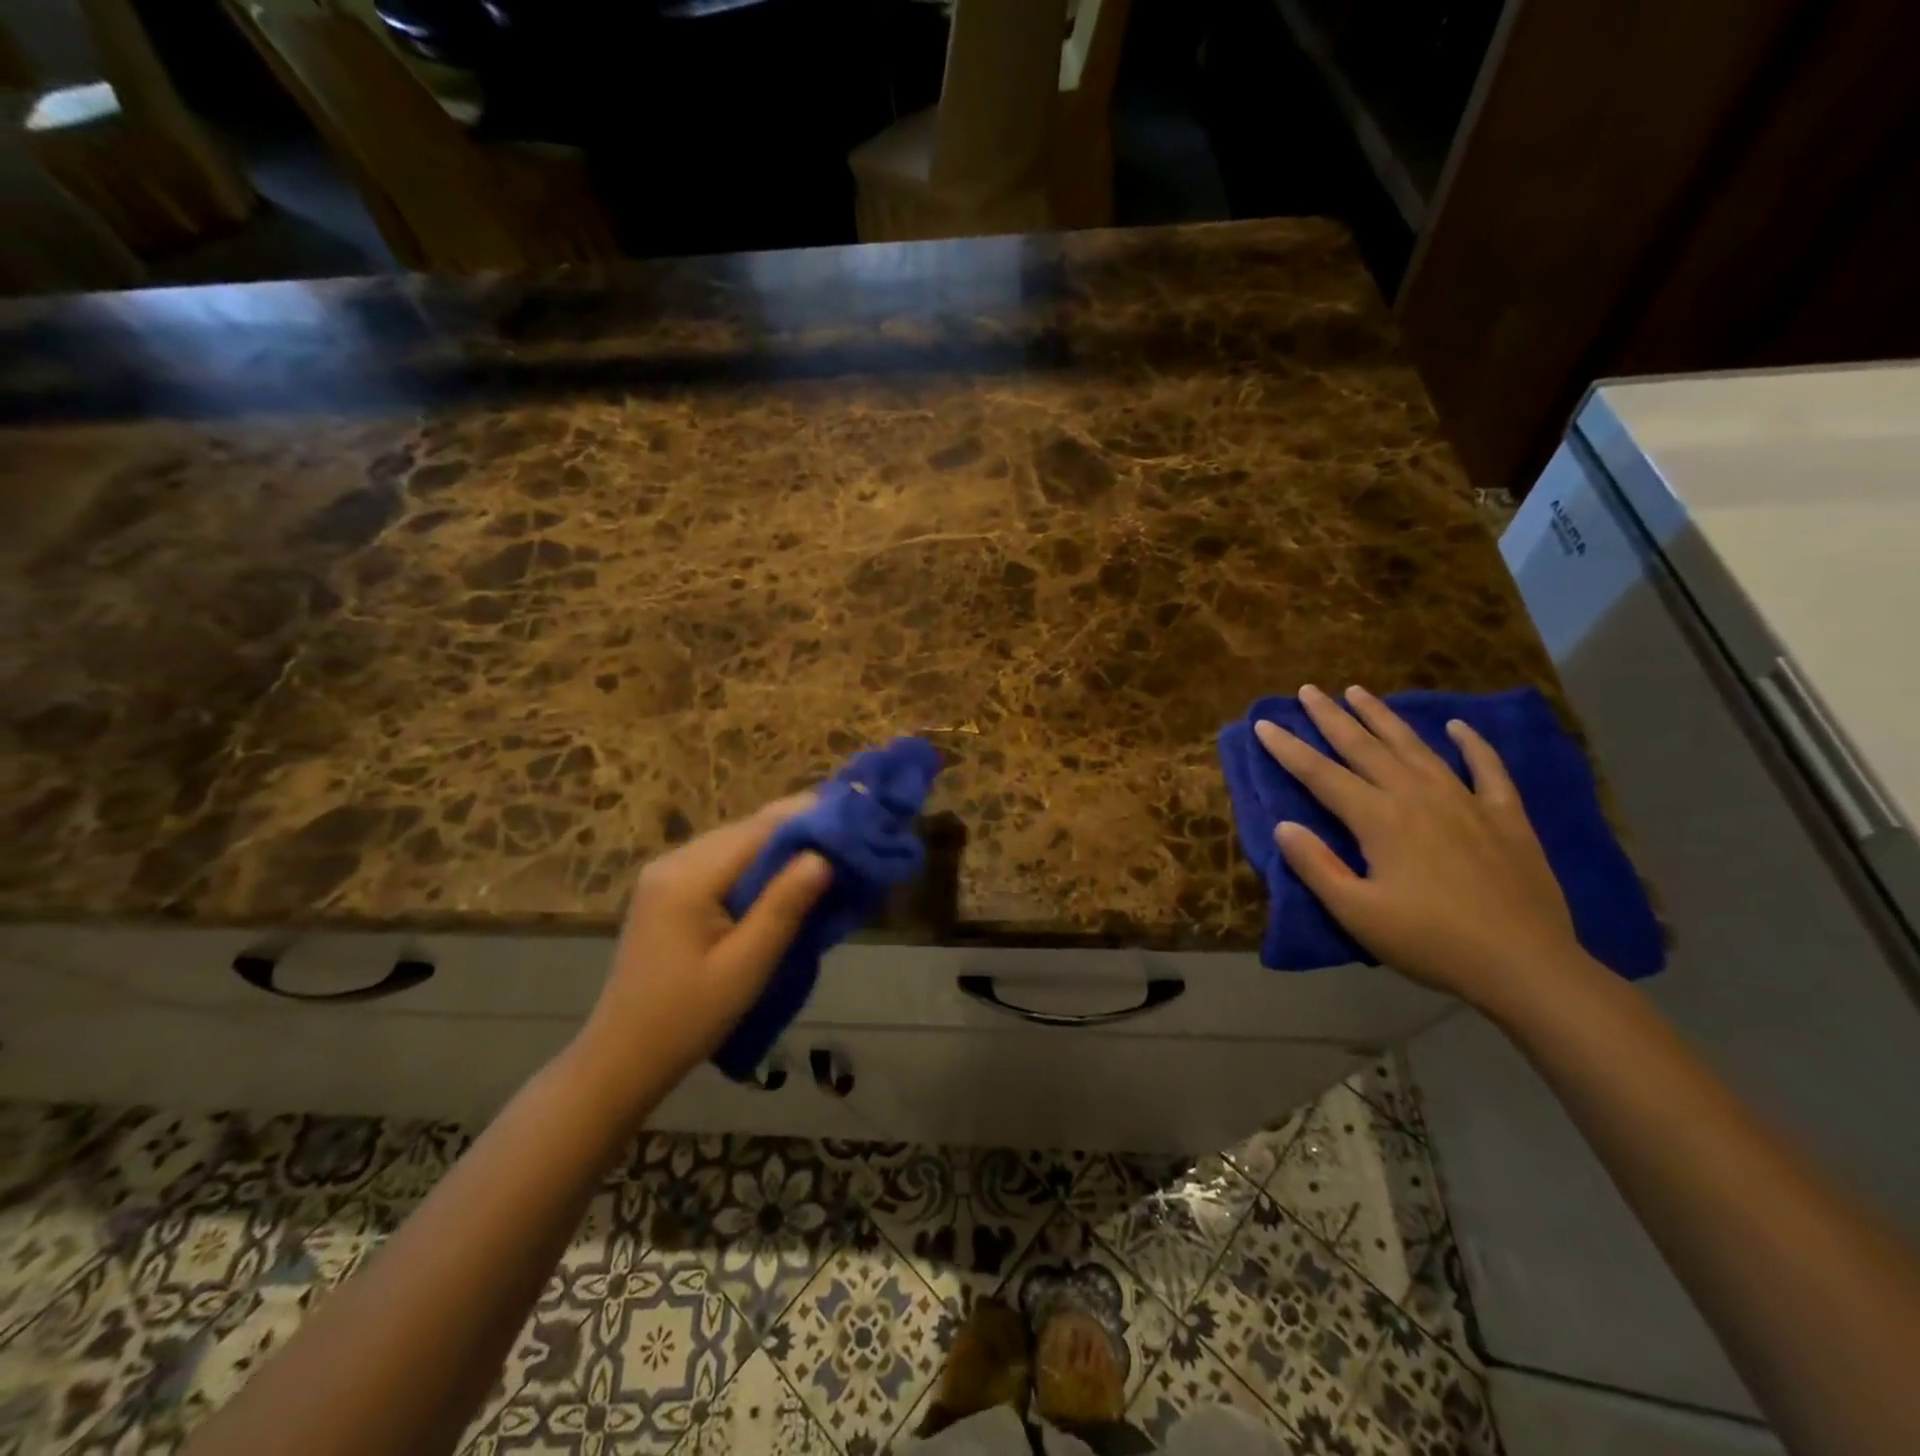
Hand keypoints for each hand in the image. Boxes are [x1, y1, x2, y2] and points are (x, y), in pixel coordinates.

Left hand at [577, 796, 832, 1096]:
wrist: (622, 1057)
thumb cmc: (688, 1018)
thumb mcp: (745, 967)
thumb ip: (784, 907)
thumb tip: (823, 856)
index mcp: (688, 877)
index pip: (760, 828)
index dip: (808, 819)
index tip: (852, 819)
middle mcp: (673, 861)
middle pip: (747, 830)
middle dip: (797, 832)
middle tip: (846, 844)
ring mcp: (665, 873)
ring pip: (735, 843)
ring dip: (777, 848)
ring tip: (824, 859)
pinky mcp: (666, 889)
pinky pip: (720, 861)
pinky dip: (755, 865)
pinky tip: (781, 881)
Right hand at [1255, 684, 1591, 1013]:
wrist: (1526, 966)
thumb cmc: (1431, 942)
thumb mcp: (1358, 914)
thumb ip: (1317, 866)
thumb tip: (1283, 825)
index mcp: (1379, 819)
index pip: (1321, 774)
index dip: (1289, 749)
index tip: (1264, 724)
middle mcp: (1417, 796)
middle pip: (1365, 747)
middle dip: (1331, 717)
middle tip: (1308, 690)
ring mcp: (1465, 801)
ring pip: (1415, 747)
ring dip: (1383, 717)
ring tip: (1359, 691)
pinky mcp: (1505, 817)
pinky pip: (1487, 769)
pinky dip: (1472, 744)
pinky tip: (1458, 727)